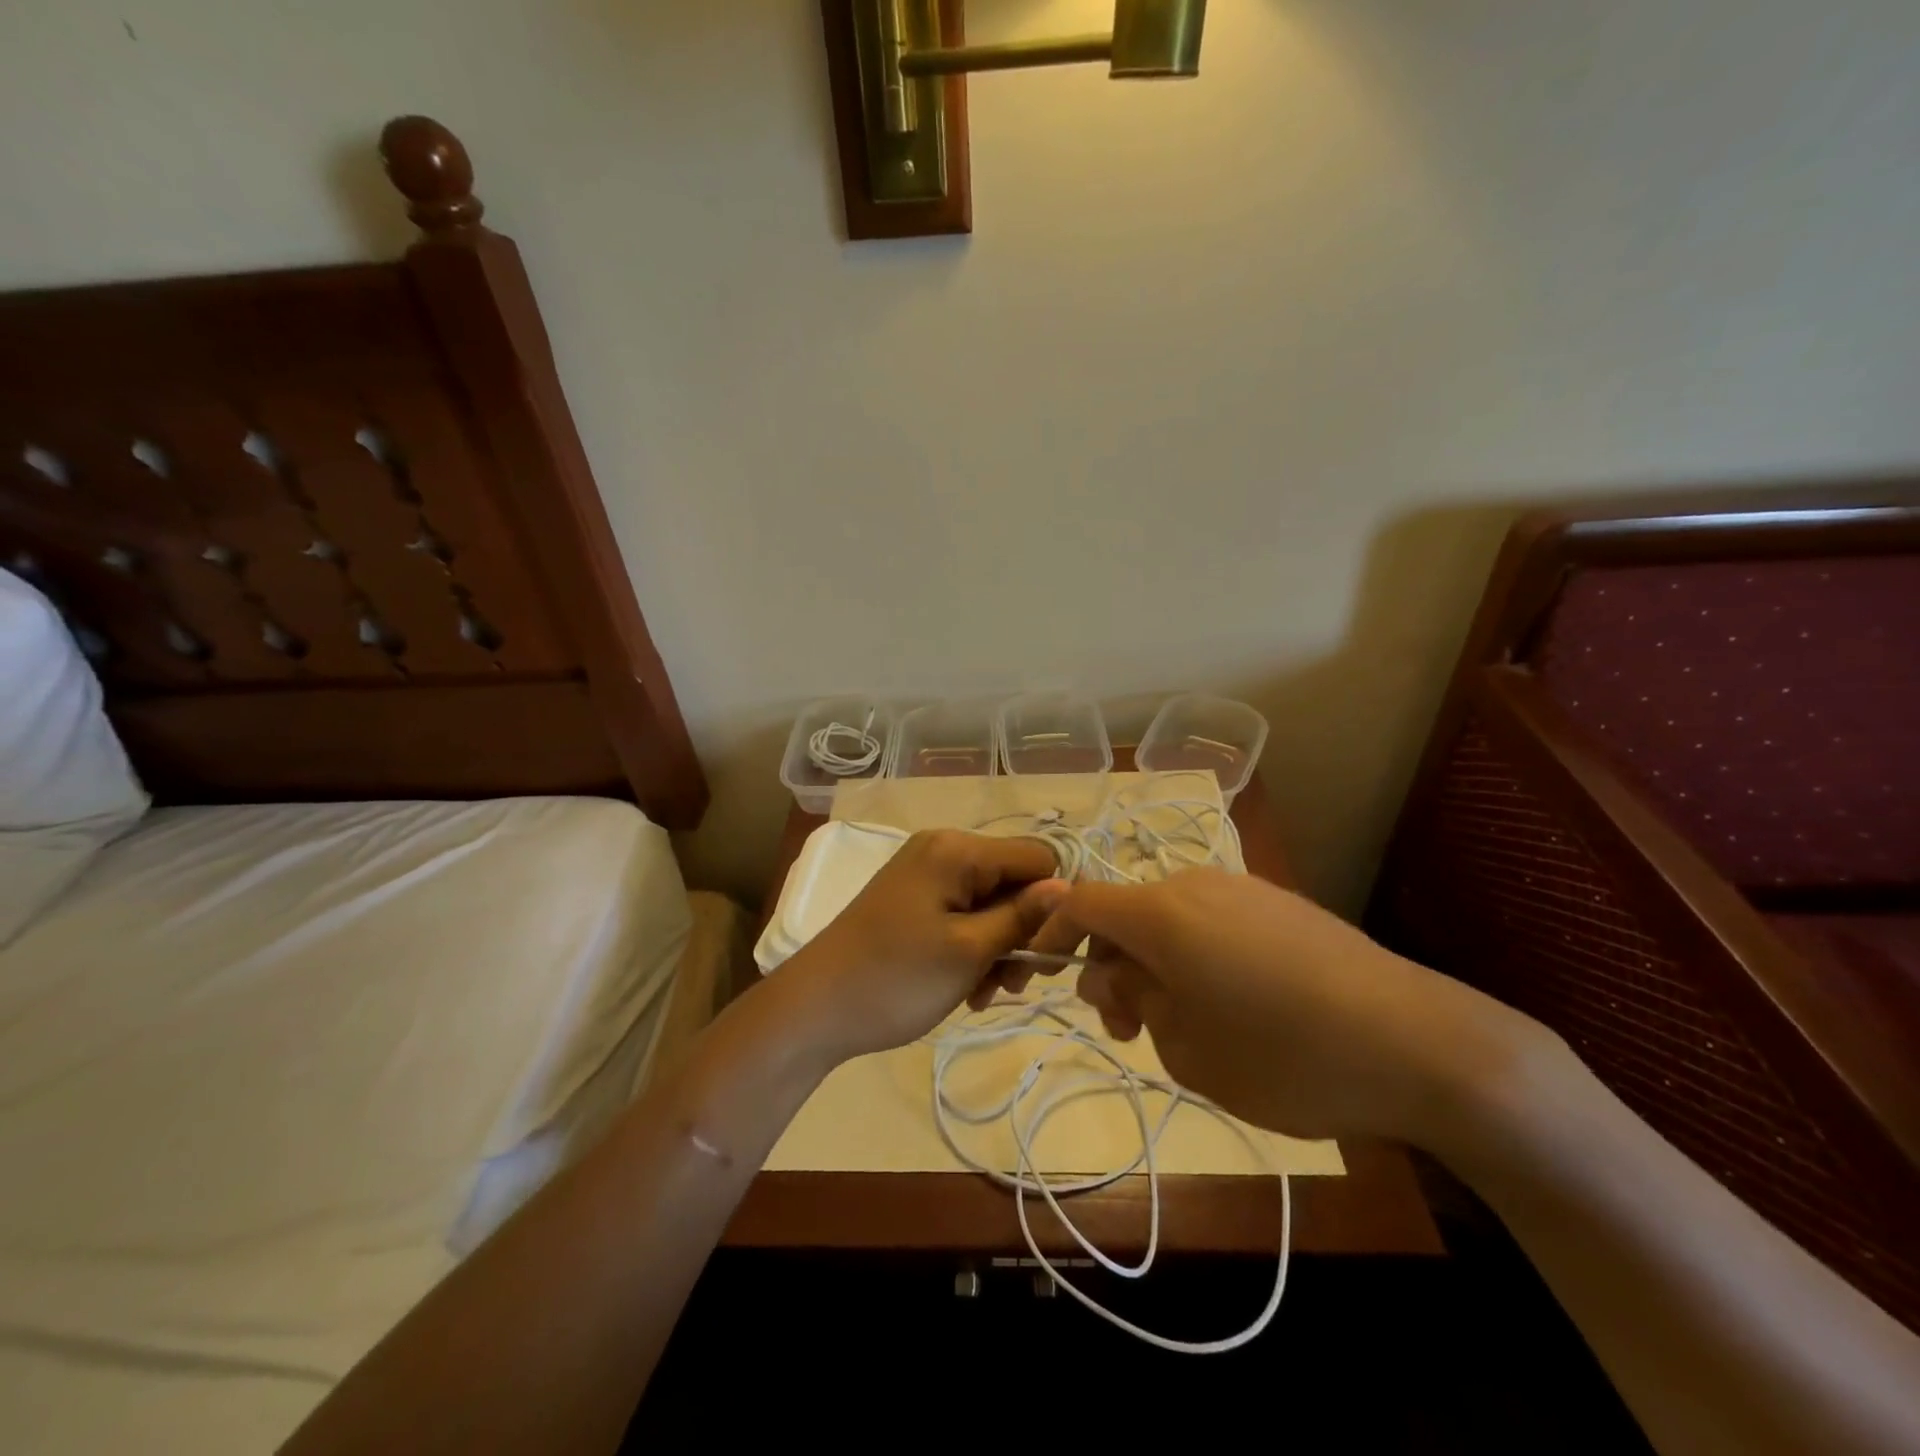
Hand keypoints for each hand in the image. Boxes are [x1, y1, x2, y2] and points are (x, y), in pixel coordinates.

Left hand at [782, 830, 1066, 1063]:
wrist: (815, 1008)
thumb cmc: (896, 978)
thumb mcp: (970, 951)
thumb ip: (1023, 916)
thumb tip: (1070, 887)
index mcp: (957, 849)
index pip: (1037, 859)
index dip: (1052, 904)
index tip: (1045, 955)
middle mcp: (943, 848)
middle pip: (1013, 880)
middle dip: (1021, 932)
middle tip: (1011, 984)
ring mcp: (925, 874)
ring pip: (991, 903)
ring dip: (998, 948)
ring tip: (983, 992)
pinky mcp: (914, 899)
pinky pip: (963, 914)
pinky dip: (973, 948)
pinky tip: (965, 987)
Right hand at [1029, 869, 1552, 1146]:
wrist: (1419, 1044)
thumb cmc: (1284, 1055)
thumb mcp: (1186, 1047)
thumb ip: (1133, 998)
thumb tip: (1112, 971)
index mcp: (1161, 912)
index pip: (1081, 902)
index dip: (1052, 930)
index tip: (1044, 973)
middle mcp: (1195, 884)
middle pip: (1126, 912)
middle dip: (1109, 964)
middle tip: (1127, 1028)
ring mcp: (1244, 889)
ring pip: (1169, 917)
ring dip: (1153, 961)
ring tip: (1181, 1023)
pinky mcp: (1282, 904)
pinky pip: (1212, 920)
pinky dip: (1194, 953)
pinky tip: (1232, 1004)